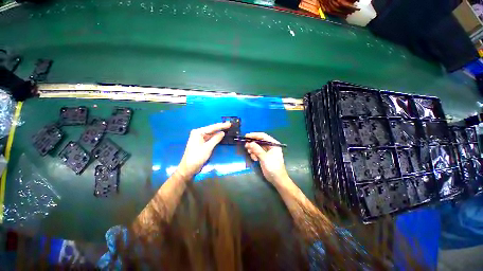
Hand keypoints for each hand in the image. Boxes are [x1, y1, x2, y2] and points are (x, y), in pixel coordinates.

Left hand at [177, 122, 230, 178]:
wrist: (188, 167)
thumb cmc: (197, 157)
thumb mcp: (208, 148)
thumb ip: (216, 139)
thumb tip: (222, 133)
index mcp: (198, 132)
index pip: (212, 127)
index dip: (221, 126)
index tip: (229, 124)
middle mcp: (197, 134)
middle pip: (211, 130)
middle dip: (220, 128)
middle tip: (230, 126)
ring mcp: (198, 139)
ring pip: (210, 135)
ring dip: (218, 133)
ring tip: (227, 130)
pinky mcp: (200, 144)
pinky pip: (208, 139)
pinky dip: (214, 138)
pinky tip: (220, 137)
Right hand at [244, 132, 289, 185]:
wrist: (277, 178)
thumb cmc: (273, 167)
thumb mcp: (265, 157)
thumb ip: (257, 149)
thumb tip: (249, 143)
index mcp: (274, 144)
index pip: (263, 136)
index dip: (254, 135)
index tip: (246, 136)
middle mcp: (270, 147)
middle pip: (259, 141)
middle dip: (253, 144)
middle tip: (246, 146)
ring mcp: (267, 152)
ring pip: (257, 147)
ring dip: (253, 150)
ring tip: (250, 153)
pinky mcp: (264, 157)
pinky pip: (257, 153)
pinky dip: (254, 154)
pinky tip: (254, 159)